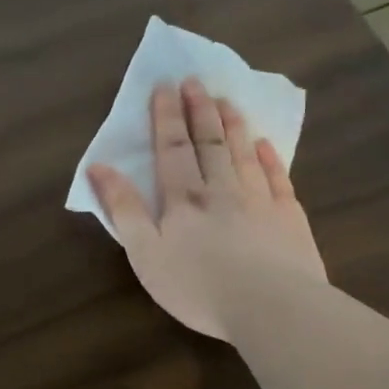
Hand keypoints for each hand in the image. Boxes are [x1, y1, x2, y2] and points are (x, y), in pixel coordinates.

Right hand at [88, 77, 324, 340]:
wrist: (271, 308)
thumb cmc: (197, 285)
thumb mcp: (144, 252)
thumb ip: (123, 208)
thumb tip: (98, 167)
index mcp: (183, 198)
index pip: (172, 147)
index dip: (167, 116)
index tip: (165, 86)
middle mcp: (221, 190)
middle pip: (209, 142)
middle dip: (199, 110)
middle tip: (195, 81)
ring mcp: (259, 201)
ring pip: (243, 154)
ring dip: (233, 125)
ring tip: (227, 101)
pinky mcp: (290, 219)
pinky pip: (278, 179)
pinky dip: (270, 159)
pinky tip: (266, 145)